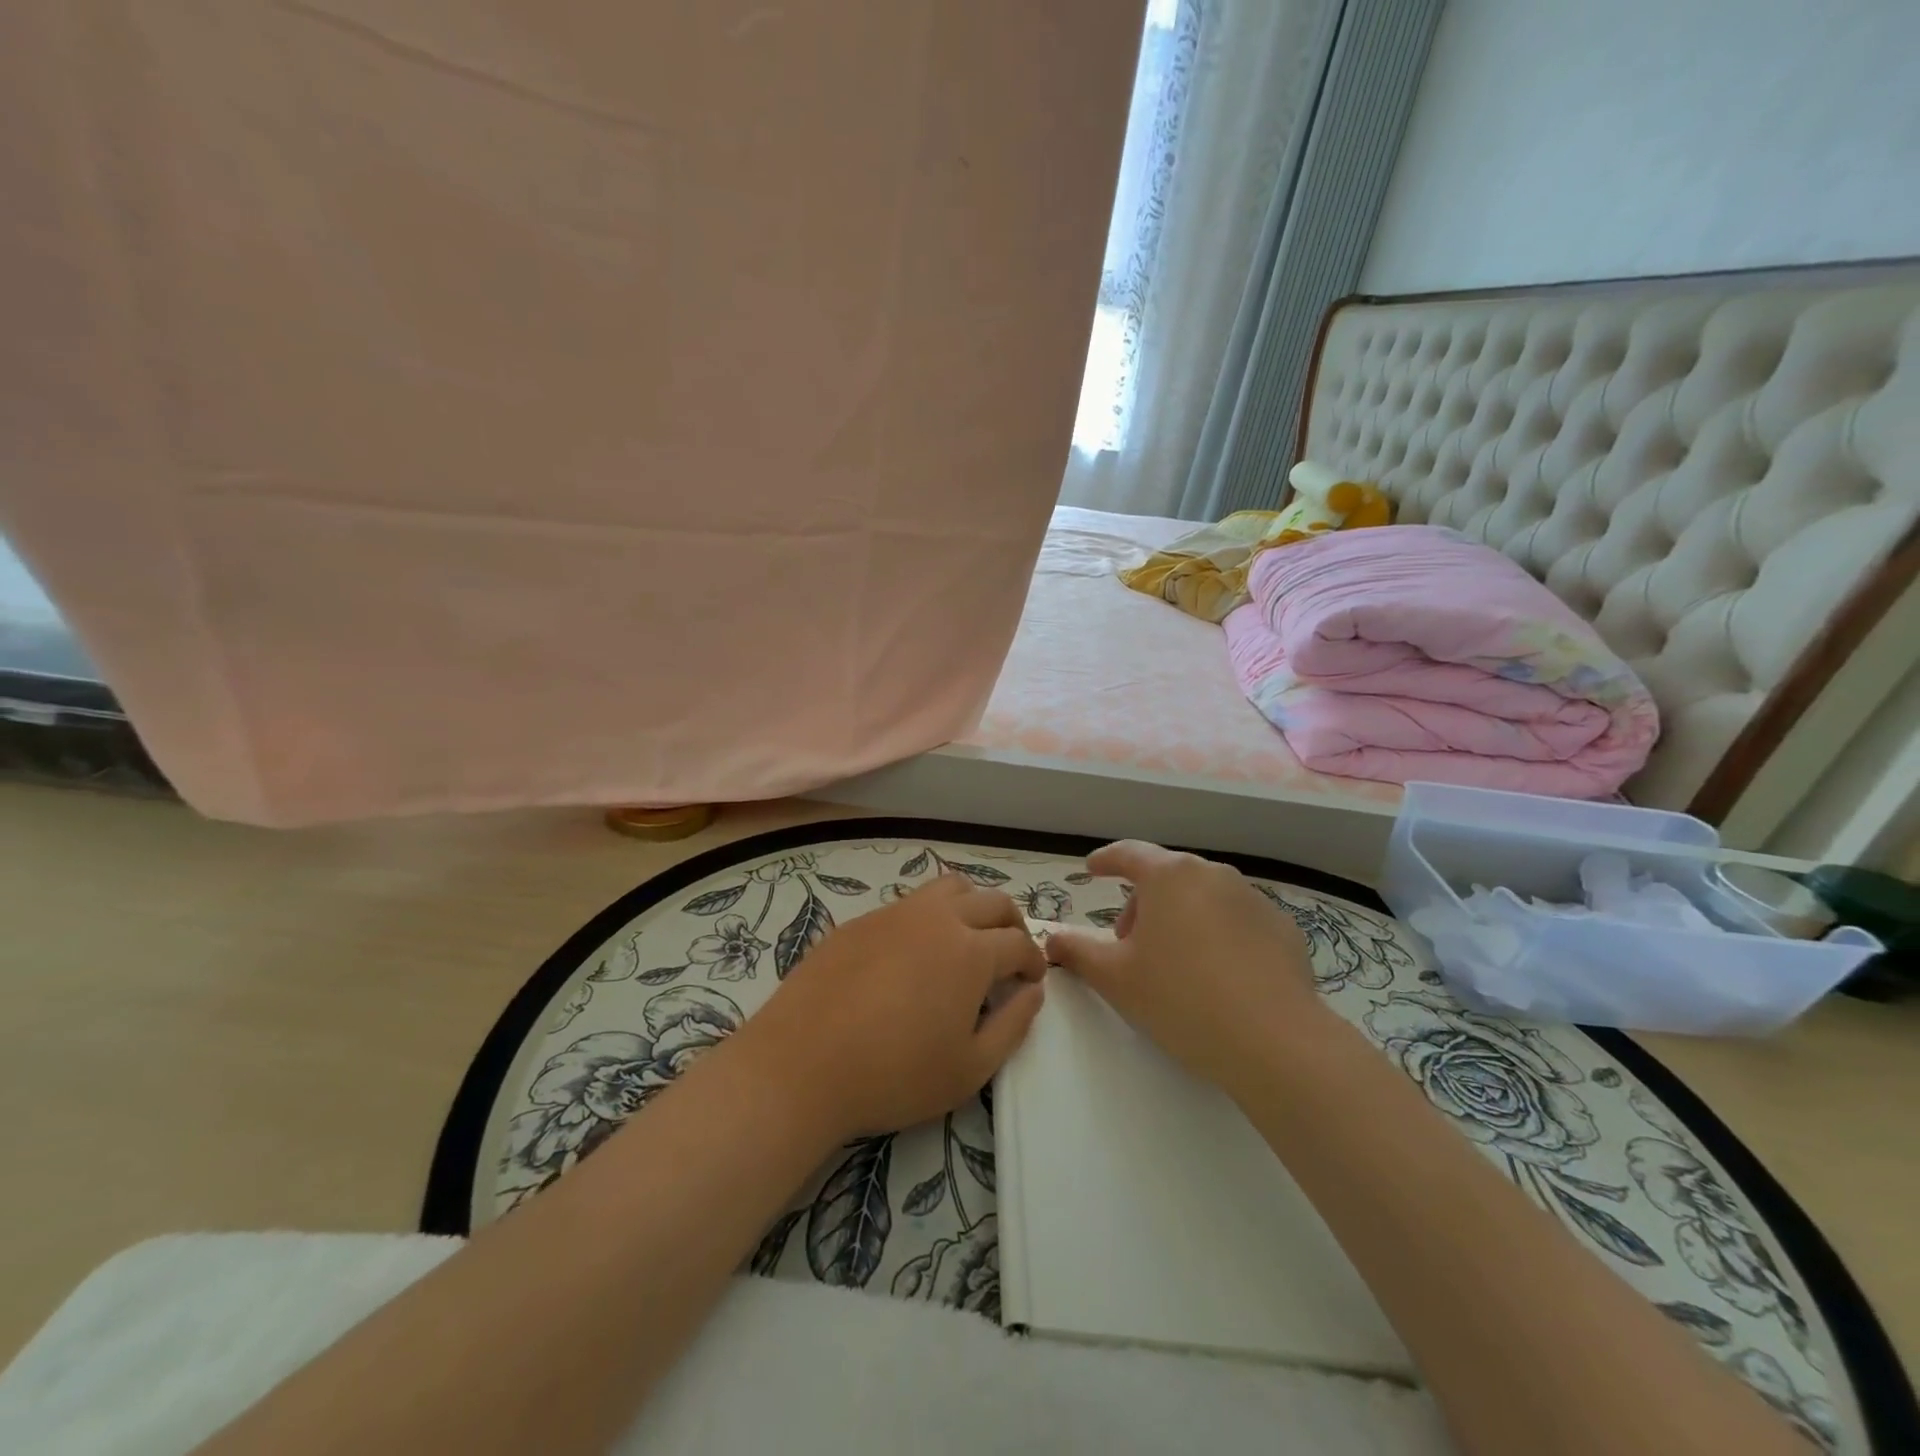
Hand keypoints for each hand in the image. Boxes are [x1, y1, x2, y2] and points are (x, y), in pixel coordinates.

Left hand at [737, 875, 1045, 1139]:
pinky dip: (929, 916)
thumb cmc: (894, 1075)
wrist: (801, 1065)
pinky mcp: (861, 920)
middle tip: (1010, 955)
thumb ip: (1013, 1026)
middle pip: (992, 901)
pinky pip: (909, 903)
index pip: (1019, 942)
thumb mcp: (969, 1069)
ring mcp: (895, 913)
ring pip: (950, 887)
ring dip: (972, 906)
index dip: (1033, 960)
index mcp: (971, 951)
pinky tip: (913, 954)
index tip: (1031, 980)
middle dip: (1011, 925)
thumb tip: (1032, 992)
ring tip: (967, 940)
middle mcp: (938, 918)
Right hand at [1043, 841, 1329, 1088]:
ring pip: (1203, 897)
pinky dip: (1218, 936)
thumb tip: (1052, 938)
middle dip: (1142, 903)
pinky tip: (1219, 978)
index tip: (1092, 870)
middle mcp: (1213, 874)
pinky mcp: (1283, 929)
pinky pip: (1237, 921)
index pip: (1128, 853)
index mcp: (1169, 876)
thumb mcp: (1115, 978)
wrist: (1276, 1042)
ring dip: (1181, 918)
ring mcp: (1253, 899)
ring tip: (1175, 964)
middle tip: (1129, 944)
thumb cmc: (1181, 999)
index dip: (1106, 860)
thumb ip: (1076, 951)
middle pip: (1167, 877)